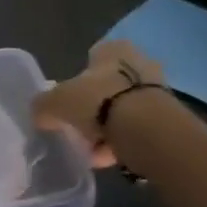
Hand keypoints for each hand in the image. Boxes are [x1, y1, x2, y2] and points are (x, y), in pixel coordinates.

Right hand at [31, 40, 165, 168]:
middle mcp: (138, 60)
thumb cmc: (97, 102)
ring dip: (107, 130)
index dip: (77, 83)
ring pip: (122, 110)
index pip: (90, 59)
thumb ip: (43, 106)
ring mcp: (155, 88)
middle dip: (93, 110)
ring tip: (94, 152)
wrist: (147, 128)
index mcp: (112, 48)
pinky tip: (111, 158)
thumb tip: (39, 114)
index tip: (69, 105)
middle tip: (80, 131)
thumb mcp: (56, 102)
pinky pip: (136, 128)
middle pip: (106, 88)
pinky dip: (123, 141)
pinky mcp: (167, 115)